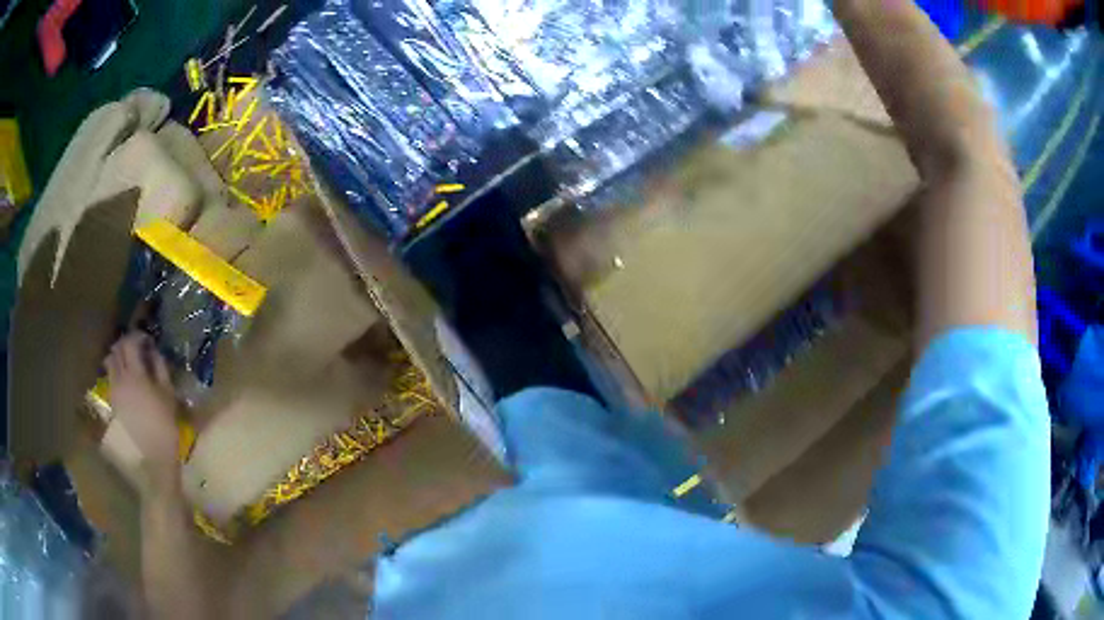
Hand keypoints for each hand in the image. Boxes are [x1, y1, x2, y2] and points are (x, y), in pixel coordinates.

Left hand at [105, 332, 180, 489]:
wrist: (155, 456)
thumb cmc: (165, 425)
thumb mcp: (168, 394)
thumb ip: (160, 368)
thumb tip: (153, 351)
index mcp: (135, 374)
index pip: (130, 343)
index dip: (138, 336)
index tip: (147, 340)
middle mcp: (120, 379)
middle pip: (116, 350)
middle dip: (126, 344)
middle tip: (137, 347)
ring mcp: (114, 391)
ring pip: (110, 363)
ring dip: (118, 357)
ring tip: (129, 362)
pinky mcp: (113, 403)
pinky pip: (111, 379)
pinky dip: (116, 372)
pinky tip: (127, 381)